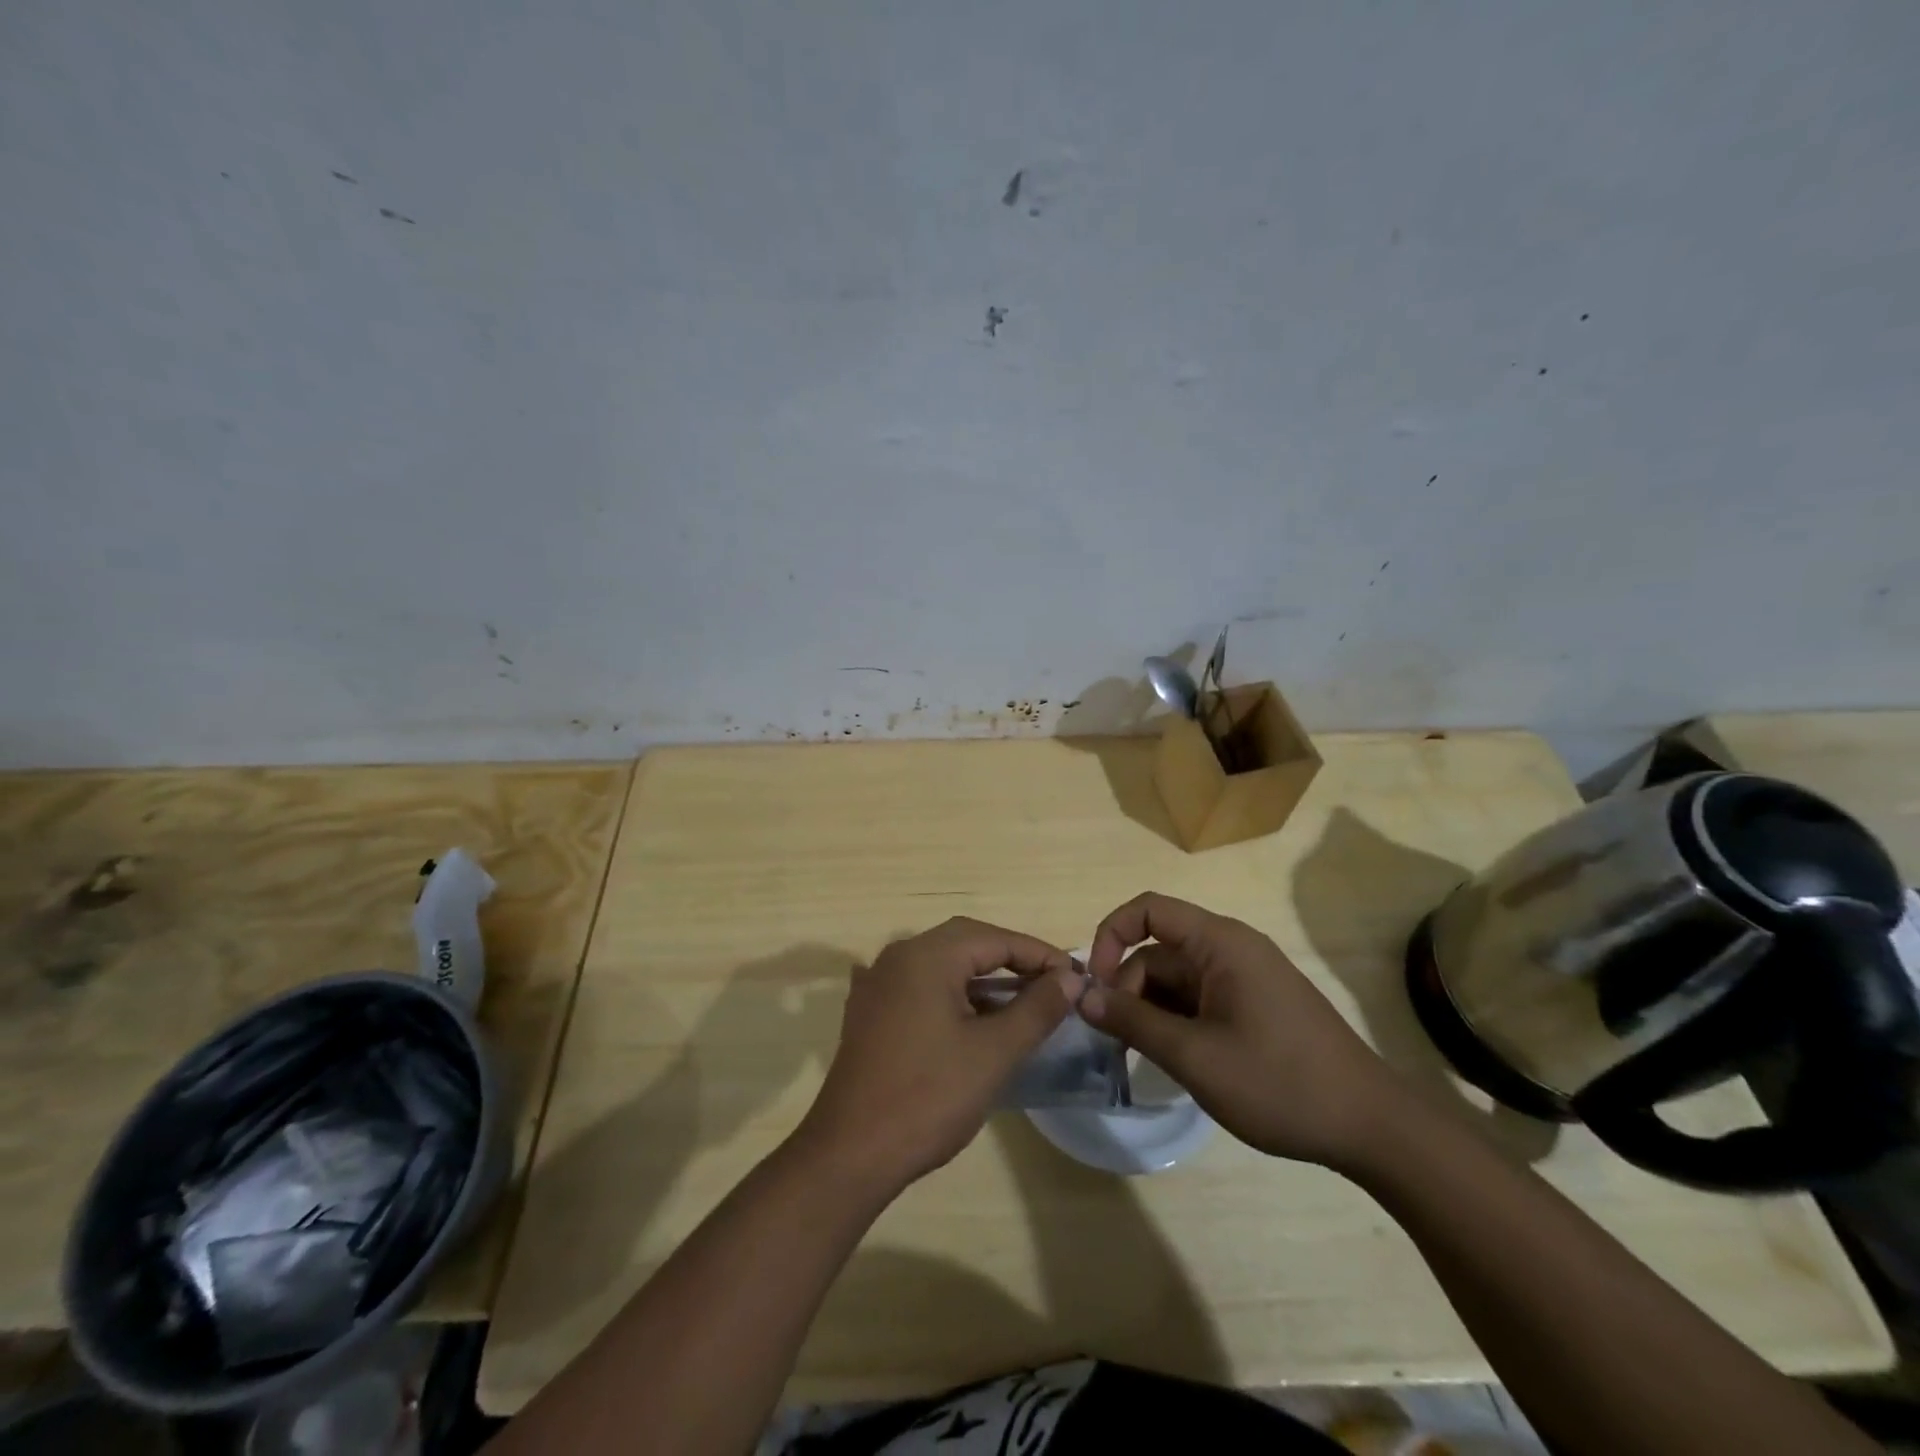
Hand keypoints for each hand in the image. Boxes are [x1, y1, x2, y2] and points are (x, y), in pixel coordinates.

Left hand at [796, 918, 1081, 1191]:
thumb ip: (1036, 1008)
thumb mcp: (994, 1053)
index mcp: (926, 955)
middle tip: (1052, 986)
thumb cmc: (929, 1097)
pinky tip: (972, 1019)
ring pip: (943, 965)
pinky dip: (954, 994)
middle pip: (966, 943)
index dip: (1040, 955)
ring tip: (1022, 1005)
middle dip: (1013, 960)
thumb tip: (1069, 977)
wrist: (851, 1154)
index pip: (996, 938)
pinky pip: (921, 987)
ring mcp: (878, 983)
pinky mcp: (869, 1012)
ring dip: (983, 979)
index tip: (1076, 978)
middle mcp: (898, 956)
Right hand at [1080, 893, 1401, 1167]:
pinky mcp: (1255, 1006)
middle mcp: (1231, 949)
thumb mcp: (1195, 1056)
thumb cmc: (1280, 1082)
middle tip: (1113, 1040)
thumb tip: (1082, 995)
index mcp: (1220, 943)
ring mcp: (1246, 978)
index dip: (1111, 935)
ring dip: (1150, 1010)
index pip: (1148, 910)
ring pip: (1177, 980)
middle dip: (1128, 988)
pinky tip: (1174, 1060)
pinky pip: (1199, 999)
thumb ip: (1133, 1021)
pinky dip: (1176, 1022)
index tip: (1094, 984)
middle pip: (1159, 951)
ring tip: (1141, 1056)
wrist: (1372, 1127)